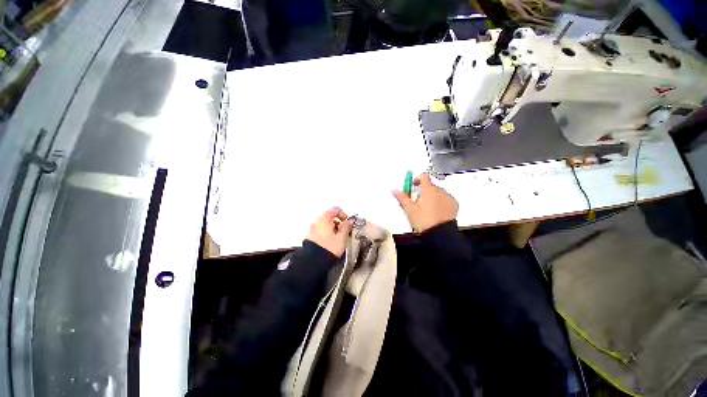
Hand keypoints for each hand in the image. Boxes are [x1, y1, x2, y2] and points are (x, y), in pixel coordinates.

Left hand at [306, 207, 353, 256]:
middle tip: (344, 230)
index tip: (347, 222)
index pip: (335, 210)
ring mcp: (311, 229)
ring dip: (332, 228)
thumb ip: (346, 227)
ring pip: (324, 224)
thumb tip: (349, 221)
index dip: (343, 214)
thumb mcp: (342, 237)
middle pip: (329, 216)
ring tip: (338, 238)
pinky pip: (320, 230)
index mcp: (324, 219)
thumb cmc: (328, 248)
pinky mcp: (309, 237)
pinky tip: (330, 242)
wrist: (313, 262)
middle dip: (338, 222)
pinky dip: (326, 233)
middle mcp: (316, 221)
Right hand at [392, 173, 457, 232]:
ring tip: (426, 209)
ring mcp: (448, 197)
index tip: (413, 185)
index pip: (423, 177)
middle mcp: (440, 191)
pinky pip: (445, 199)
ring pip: (437, 193)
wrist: (440, 233)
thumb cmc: (425, 221)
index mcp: (428, 190)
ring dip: (431, 197)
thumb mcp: (409, 209)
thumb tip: (394, 190)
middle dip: (423, 192)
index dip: (417, 179)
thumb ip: (402, 197)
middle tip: (417, 203)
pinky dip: (440, 202)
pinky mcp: (454, 204)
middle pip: (429, 186)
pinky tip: (435, 211)